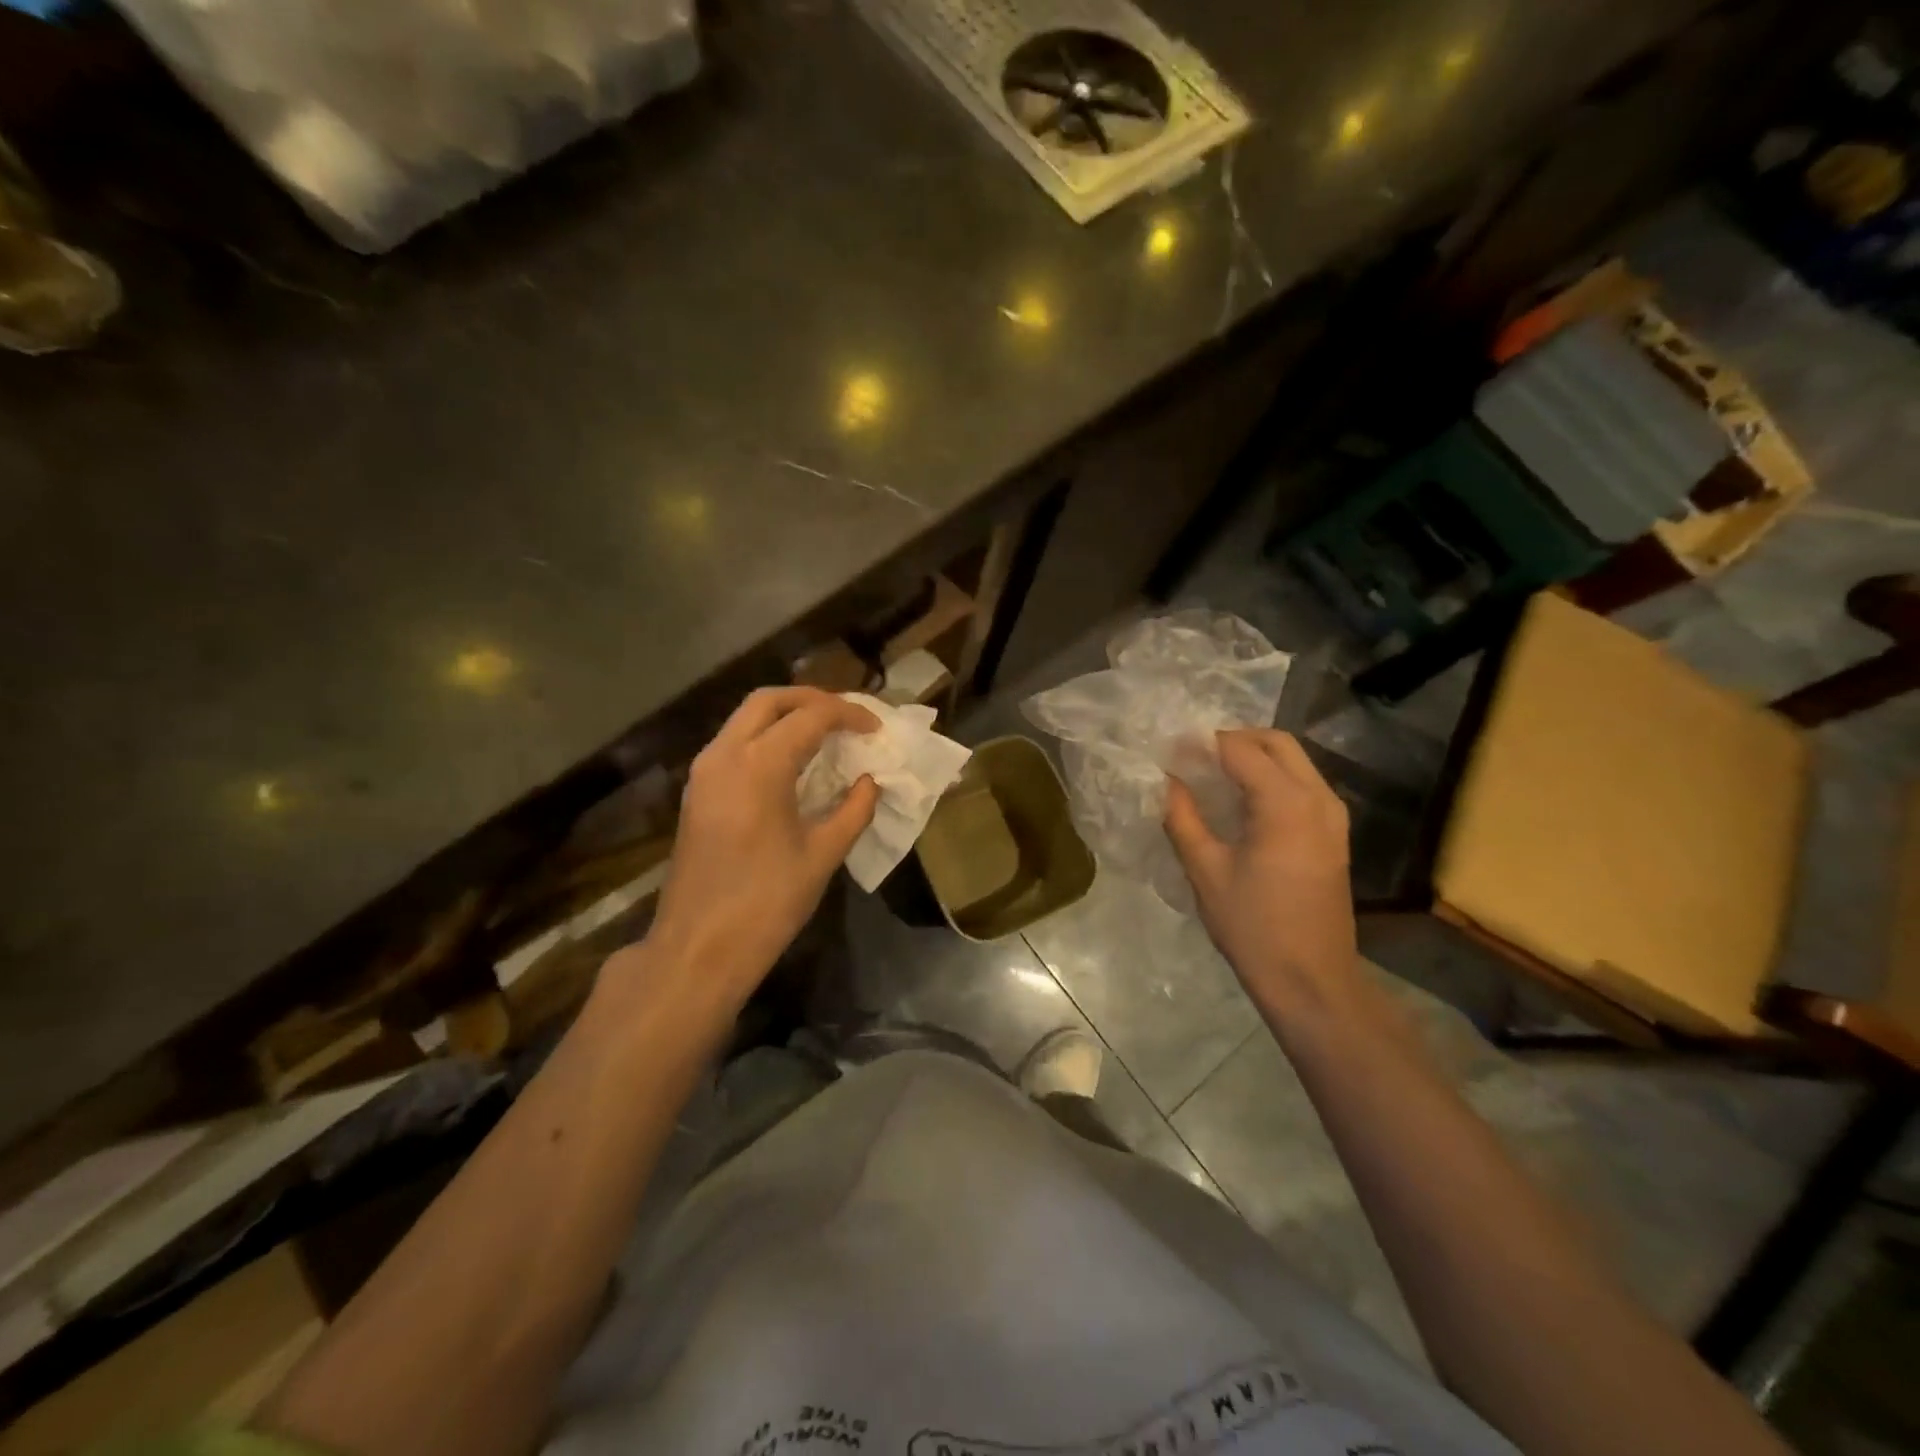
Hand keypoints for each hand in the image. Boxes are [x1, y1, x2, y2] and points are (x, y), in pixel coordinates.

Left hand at [634, 687, 879, 1012]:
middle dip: (812, 699)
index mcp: (759, 765)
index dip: (849, 715)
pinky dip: (766, 737)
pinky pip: (733, 742)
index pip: (810, 716)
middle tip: (847, 716)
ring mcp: (704, 772)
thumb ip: (853, 810)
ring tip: (825, 733)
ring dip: (786, 715)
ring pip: (745, 718)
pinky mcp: (697, 792)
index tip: (876, 729)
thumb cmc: (766, 903)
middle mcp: (724, 755)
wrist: (698, 948)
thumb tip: (870, 781)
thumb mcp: (822, 855)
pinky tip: (792, 762)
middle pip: (769, 700)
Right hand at [1164, 729, 1355, 1019]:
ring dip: (1254, 755)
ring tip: (1211, 773)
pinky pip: (1302, 784)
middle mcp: (1318, 798)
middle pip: (1276, 742)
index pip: (1240, 749)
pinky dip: (1271, 777)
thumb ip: (1183, 817)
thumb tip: (1166, 780)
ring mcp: (1333, 815)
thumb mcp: (1206, 870)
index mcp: (1286, 803)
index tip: (1167, 749)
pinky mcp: (1334, 834)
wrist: (1312, 981)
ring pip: (1294, 760)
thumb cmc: (1254, 927)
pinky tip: (1240, 800)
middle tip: (1192, 754)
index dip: (1201, 742)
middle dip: (1233, 738)